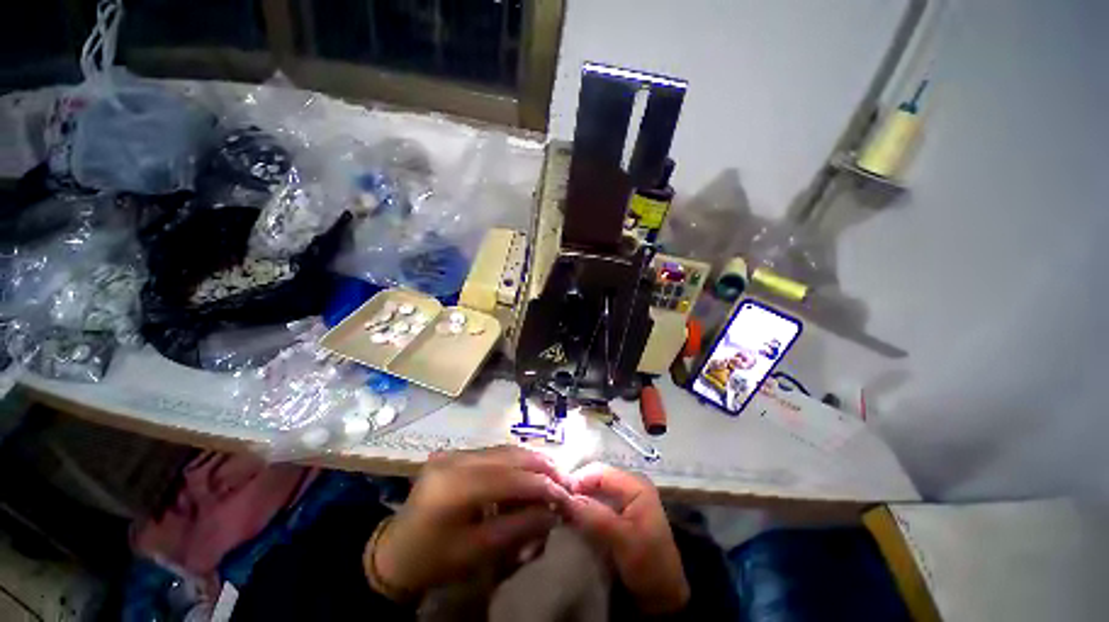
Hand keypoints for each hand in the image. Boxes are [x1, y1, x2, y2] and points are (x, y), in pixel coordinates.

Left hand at [369, 446, 571, 595]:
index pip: (510, 478)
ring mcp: (453, 452)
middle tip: (564, 479)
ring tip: (551, 473)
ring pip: (504, 449)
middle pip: (509, 455)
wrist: (395, 552)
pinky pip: (493, 452)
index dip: (542, 485)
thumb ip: (519, 528)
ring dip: (530, 460)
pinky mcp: (454, 453)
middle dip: (541, 466)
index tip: (566, 494)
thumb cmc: (435, 560)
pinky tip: (527, 470)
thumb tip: (553, 511)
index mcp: (455, 487)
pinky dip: (515, 460)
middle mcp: (455, 459)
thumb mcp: (478, 552)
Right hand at [566, 463, 689, 614]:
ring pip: (594, 490)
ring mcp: (625, 498)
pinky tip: (571, 516)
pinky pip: (596, 501)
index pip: (600, 472)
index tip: (557, 495)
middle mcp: (630, 484)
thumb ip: (595, 516)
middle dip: (576, 488)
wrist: (663, 595)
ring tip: (560, 509)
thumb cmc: (648, 564)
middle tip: (556, 502)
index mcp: (636, 484)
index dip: (578, 480)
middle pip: (596, 478)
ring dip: (578, 498)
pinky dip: (583, 507)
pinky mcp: (619, 512)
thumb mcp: (622, 540)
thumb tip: (565, 498)